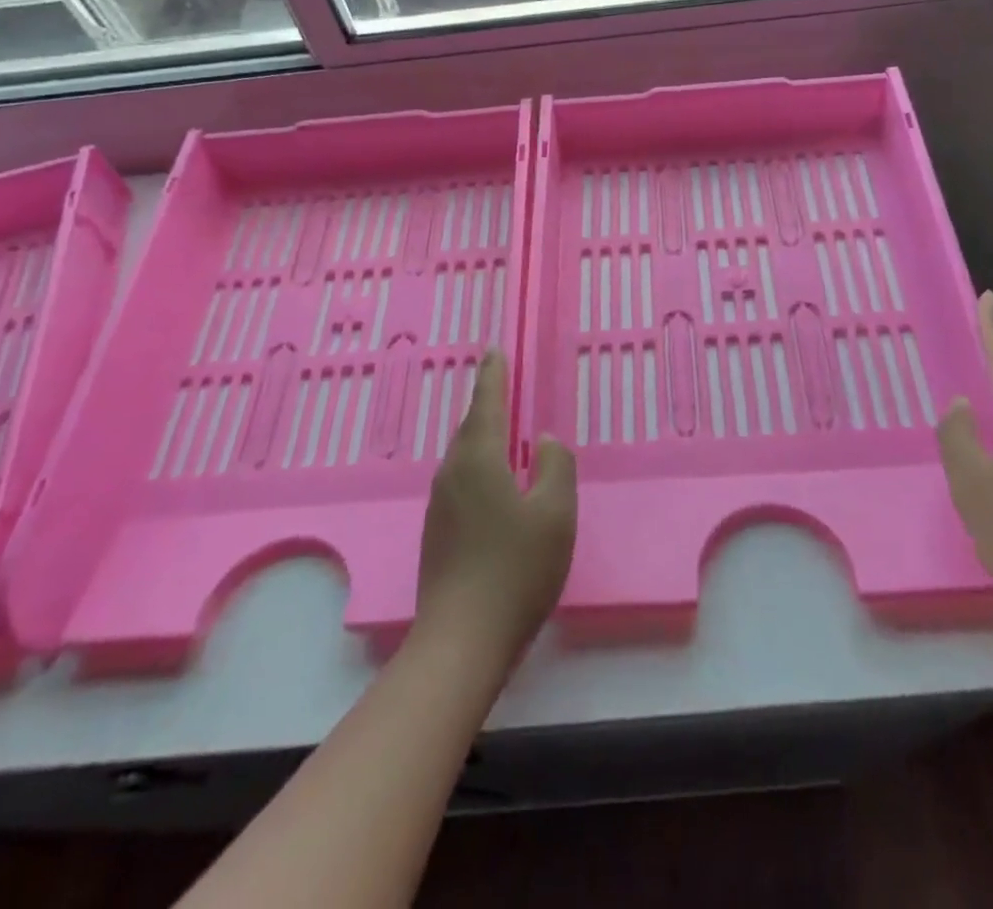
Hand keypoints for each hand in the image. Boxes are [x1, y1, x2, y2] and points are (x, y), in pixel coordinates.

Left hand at [416, 352, 576, 666]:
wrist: (461, 641)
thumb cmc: (516, 570)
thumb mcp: (555, 514)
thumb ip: (555, 467)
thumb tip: (541, 441)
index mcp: (479, 460)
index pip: (487, 404)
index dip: (493, 376)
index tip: (493, 350)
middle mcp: (452, 474)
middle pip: (471, 428)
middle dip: (486, 404)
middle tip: (500, 384)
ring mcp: (440, 506)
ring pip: (463, 457)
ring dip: (482, 437)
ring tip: (501, 430)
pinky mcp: (437, 533)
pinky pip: (460, 481)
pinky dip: (478, 466)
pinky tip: (493, 484)